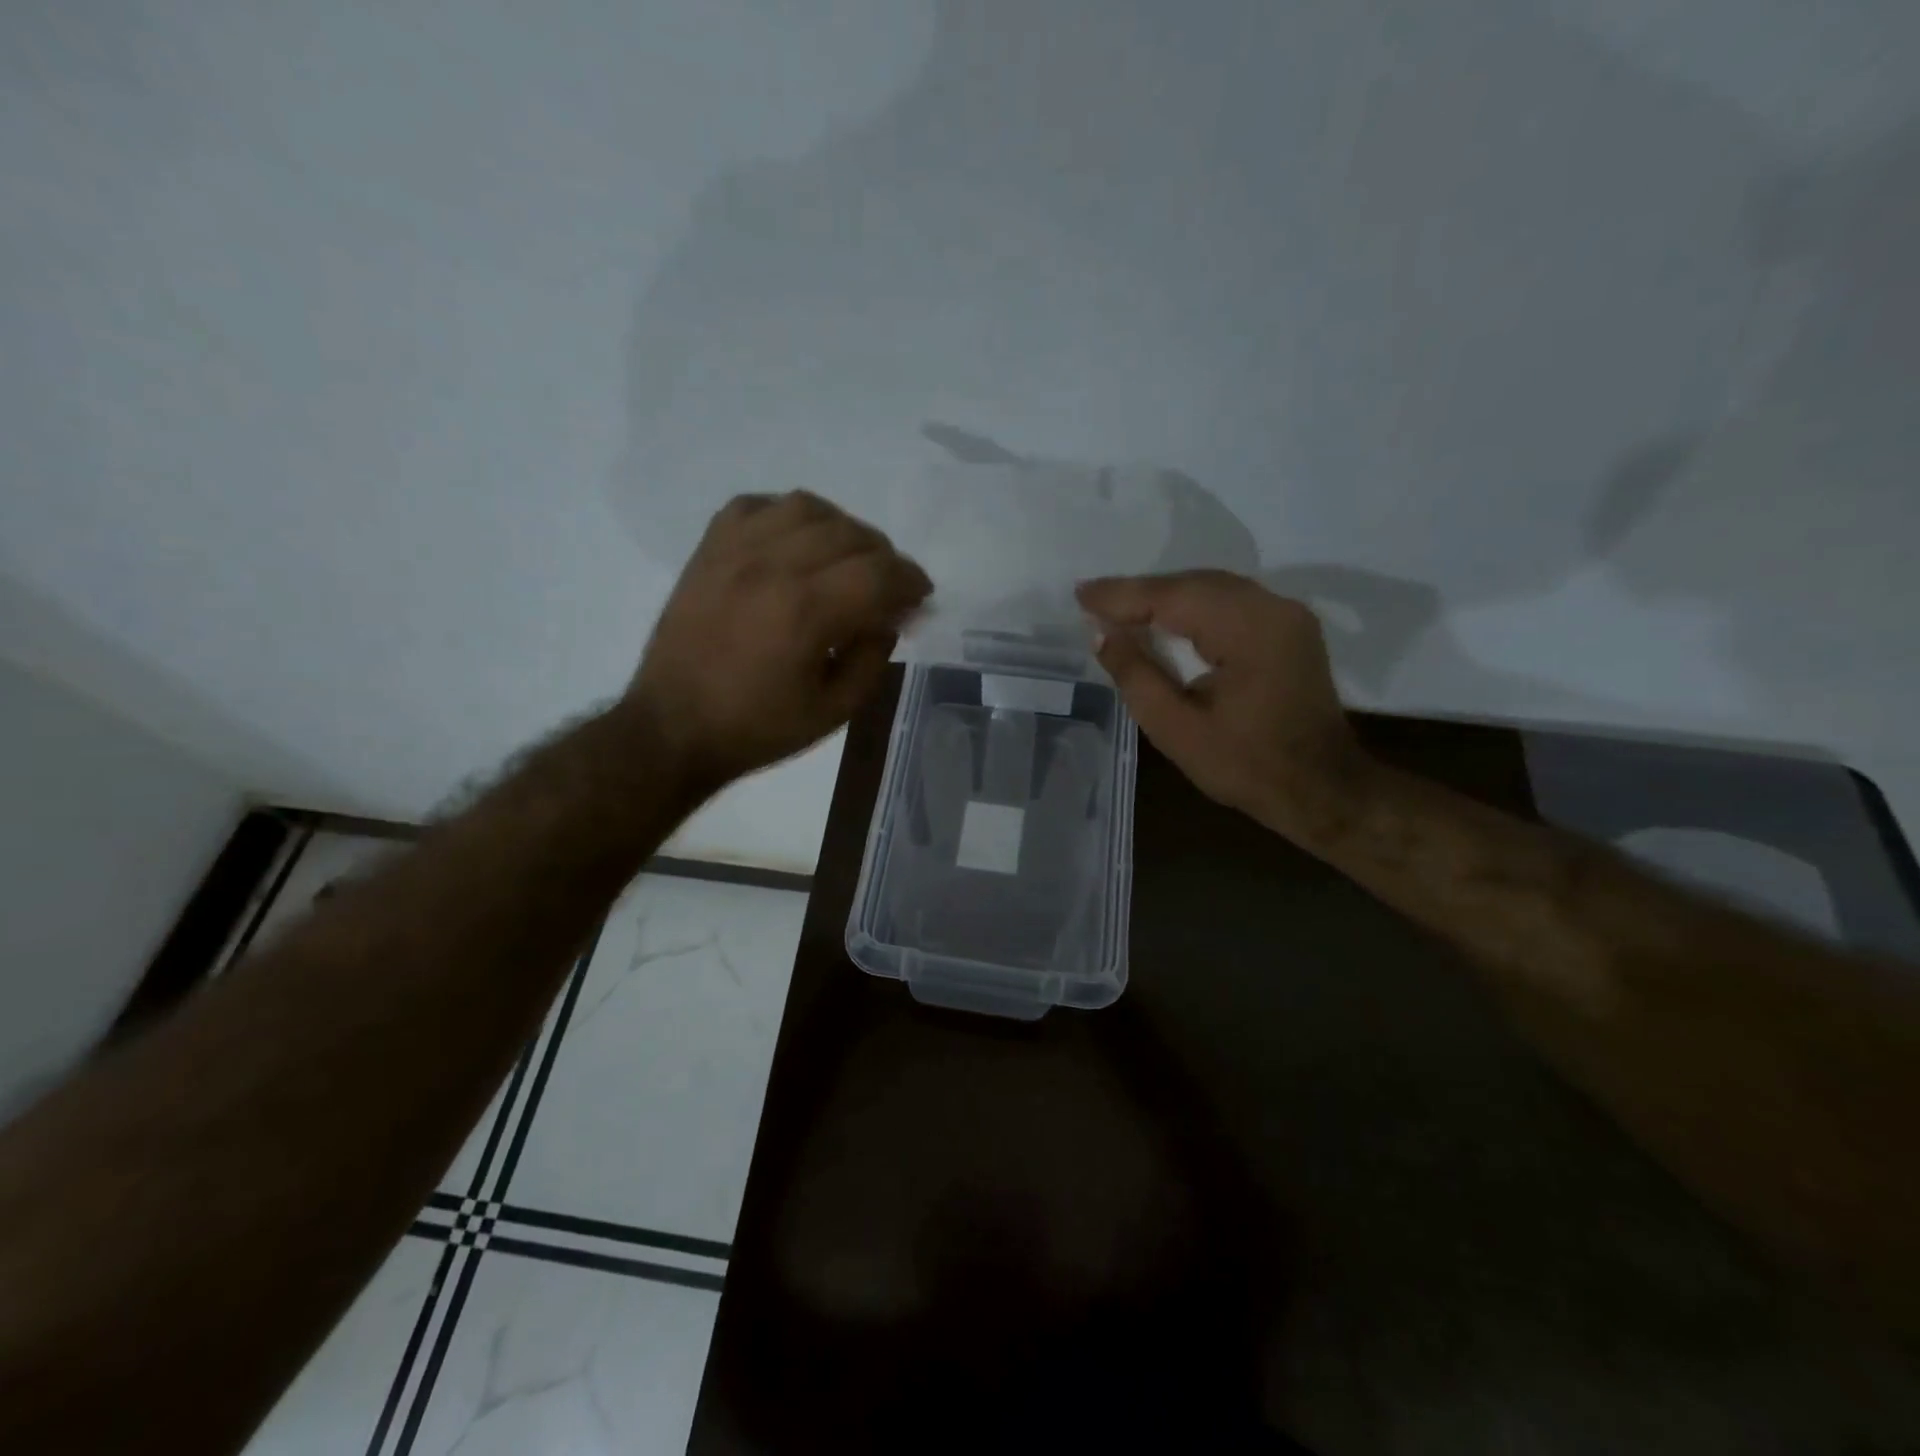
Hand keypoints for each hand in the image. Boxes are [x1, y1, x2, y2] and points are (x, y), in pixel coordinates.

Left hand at [627, 492, 931, 785]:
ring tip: (845, 558)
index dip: (911, 581)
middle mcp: (773, 567)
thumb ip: (872, 659)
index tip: (920, 596)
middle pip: (851, 534)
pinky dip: (787, 517)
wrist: (673, 728)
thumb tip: (889, 617)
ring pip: (806, 508)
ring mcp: (735, 552)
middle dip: (884, 557)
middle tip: (888, 586)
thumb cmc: (757, 728)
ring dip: (841, 528)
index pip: (880, 573)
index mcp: (807, 611)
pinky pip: (756, 505)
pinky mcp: (708, 551)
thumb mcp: (834, 711)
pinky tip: (795, 542)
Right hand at [1076, 570, 1370, 843]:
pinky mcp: (1290, 627)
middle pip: (1194, 583)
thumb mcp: (1176, 728)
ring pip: (1213, 588)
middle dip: (1141, 591)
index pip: (1172, 597)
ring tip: (1120, 608)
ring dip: (1166, 596)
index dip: (1122, 595)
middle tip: (1094, 601)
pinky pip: (1231, 601)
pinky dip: (1193, 606)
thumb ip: (1136, 675)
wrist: (1322, 788)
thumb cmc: (1245, 766)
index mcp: (1247, 630)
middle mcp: (1272, 608)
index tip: (1080, 595)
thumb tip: (1102, 634)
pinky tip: (1165, 618)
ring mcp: (1287, 614)